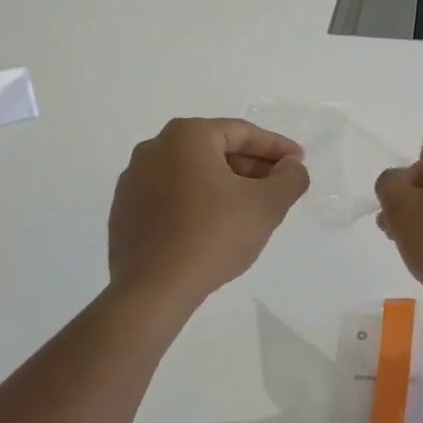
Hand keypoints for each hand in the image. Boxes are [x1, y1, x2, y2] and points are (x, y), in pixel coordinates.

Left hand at [109, 118, 308, 306]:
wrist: (153, 289)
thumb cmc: (213, 235)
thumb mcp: (266, 205)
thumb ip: (289, 179)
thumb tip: (291, 167)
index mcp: (186, 136)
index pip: (241, 133)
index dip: (276, 147)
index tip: (298, 162)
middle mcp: (154, 148)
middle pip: (215, 151)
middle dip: (251, 167)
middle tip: (278, 187)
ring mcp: (134, 180)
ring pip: (192, 174)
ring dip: (224, 186)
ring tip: (250, 210)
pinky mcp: (125, 210)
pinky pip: (171, 196)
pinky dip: (197, 203)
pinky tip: (214, 227)